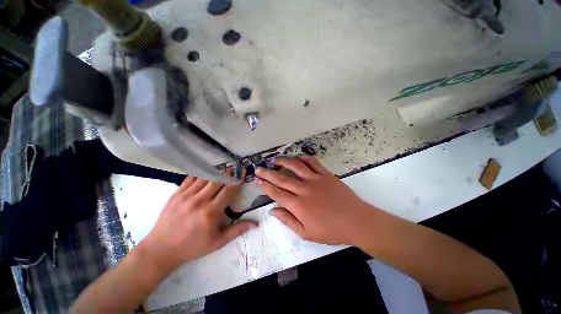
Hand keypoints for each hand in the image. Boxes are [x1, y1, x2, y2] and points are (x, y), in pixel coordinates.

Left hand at [142, 175, 257, 272]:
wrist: (161, 249)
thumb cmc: (193, 246)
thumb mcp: (218, 242)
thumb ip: (238, 230)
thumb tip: (256, 224)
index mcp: (211, 212)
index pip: (229, 190)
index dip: (237, 180)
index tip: (242, 173)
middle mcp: (200, 201)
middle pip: (218, 180)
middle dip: (228, 173)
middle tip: (233, 169)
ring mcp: (186, 196)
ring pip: (205, 177)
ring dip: (215, 172)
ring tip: (222, 170)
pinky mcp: (176, 194)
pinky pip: (190, 178)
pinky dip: (200, 174)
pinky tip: (205, 174)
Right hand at [256, 156, 375, 245]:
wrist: (356, 221)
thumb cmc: (331, 230)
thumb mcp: (307, 233)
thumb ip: (288, 220)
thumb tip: (273, 211)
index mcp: (298, 205)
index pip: (276, 193)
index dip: (265, 185)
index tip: (257, 179)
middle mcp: (304, 189)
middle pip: (281, 178)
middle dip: (268, 173)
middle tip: (259, 168)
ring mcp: (315, 179)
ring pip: (296, 166)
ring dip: (284, 161)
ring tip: (275, 160)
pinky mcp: (326, 174)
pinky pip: (313, 162)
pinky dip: (303, 158)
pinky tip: (297, 157)